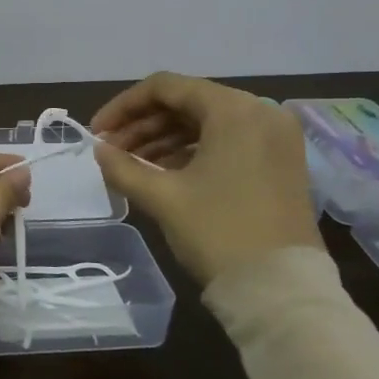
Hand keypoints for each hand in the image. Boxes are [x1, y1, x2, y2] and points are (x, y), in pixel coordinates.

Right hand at [91, 73, 322, 285]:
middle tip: (110, 150)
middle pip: (187, 102)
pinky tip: (163, 173)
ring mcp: (276, 139)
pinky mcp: (281, 163)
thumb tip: (100, 150)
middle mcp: (260, 113)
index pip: (166, 87)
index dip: (123, 106)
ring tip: (131, 164)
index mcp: (234, 110)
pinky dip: (192, 151)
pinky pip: (227, 141)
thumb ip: (122, 166)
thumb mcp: (162, 197)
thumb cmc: (218, 232)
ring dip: (164, 138)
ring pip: (206, 123)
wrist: (280, 291)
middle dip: (143, 124)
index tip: (97, 132)